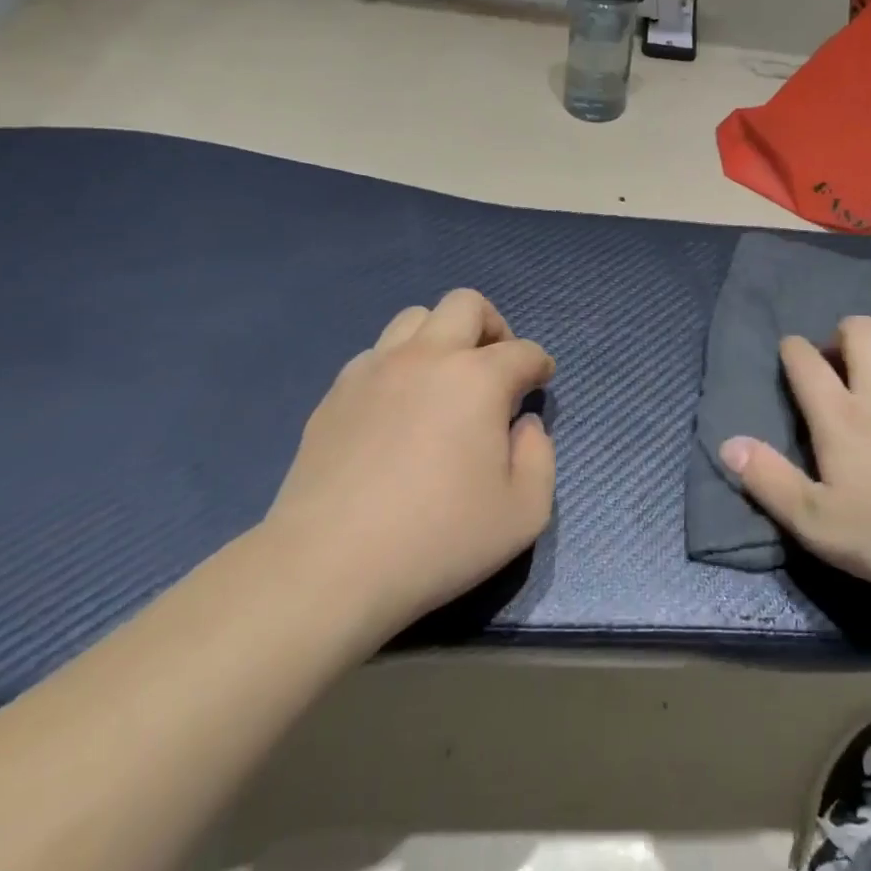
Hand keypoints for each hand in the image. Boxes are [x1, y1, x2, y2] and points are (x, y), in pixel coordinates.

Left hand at [265, 290, 555, 632]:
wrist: (329, 566)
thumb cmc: (438, 540)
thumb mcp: (524, 512)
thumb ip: (540, 456)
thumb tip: (524, 425)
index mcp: (477, 379)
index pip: (523, 351)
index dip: (540, 364)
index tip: (541, 382)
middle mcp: (427, 357)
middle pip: (466, 304)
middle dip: (493, 326)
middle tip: (496, 367)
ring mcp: (374, 370)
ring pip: (414, 318)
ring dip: (442, 338)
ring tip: (446, 381)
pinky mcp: (335, 393)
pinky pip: (376, 354)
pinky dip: (399, 365)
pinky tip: (399, 408)